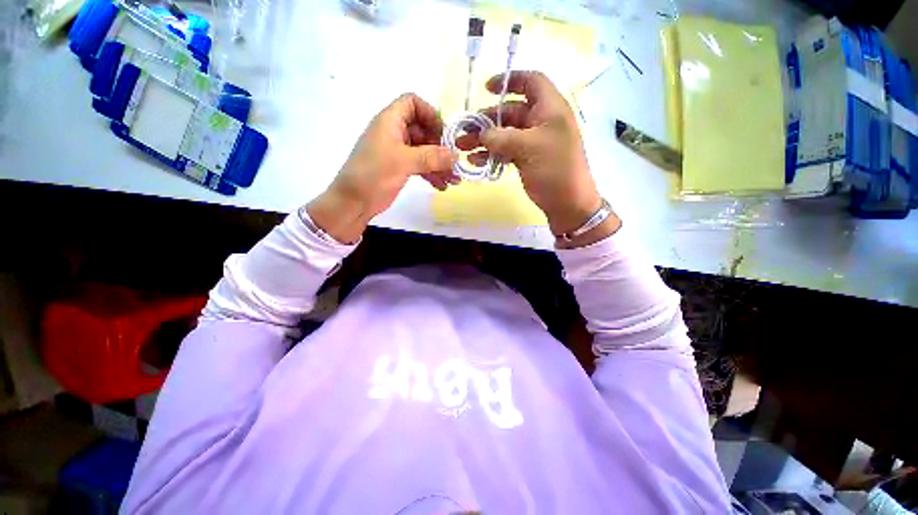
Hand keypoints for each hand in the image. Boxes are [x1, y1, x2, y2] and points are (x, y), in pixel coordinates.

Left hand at [307, 94, 458, 243]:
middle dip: (440, 146)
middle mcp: (395, 133)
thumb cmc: (374, 174)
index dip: (429, 113)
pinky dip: (431, 174)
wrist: (353, 202)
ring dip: (439, 164)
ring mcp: (397, 152)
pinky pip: (420, 166)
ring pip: (424, 151)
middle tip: (453, 162)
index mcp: (390, 121)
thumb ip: (432, 157)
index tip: (443, 133)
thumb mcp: (404, 161)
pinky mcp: (399, 168)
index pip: (412, 103)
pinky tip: (442, 186)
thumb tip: (456, 155)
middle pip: (423, 129)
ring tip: (453, 180)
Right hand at [459, 71, 618, 244]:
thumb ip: (503, 138)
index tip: (487, 88)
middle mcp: (541, 121)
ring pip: (505, 134)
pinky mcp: (526, 159)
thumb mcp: (530, 148)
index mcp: (550, 108)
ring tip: (464, 148)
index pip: (531, 82)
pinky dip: (491, 154)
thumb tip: (482, 134)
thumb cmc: (555, 169)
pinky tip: (476, 161)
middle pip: (511, 112)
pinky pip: (506, 151)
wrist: (567, 202)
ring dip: (484, 139)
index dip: (510, 80)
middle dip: (487, 119)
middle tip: (464, 131)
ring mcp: (533, 142)